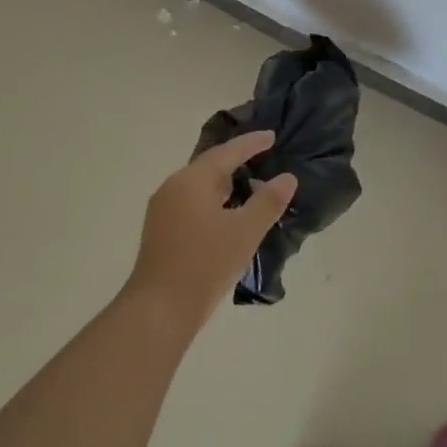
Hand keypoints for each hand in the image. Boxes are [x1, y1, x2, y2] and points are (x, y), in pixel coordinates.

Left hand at [128, 131, 298, 332]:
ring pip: (200, 186)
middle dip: (237, 161)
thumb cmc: (205, 264)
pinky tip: (229, 214)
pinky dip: (214, 201)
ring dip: (226, 184)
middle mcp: (173, 187)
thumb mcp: (245, 231)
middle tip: (264, 158)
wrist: (159, 310)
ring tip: (252, 186)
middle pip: (210, 166)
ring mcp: (163, 210)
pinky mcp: (161, 231)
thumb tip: (287, 178)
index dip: (251, 143)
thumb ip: (268, 201)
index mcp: (192, 180)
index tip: (272, 136)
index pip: (227, 152)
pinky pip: (193, 203)